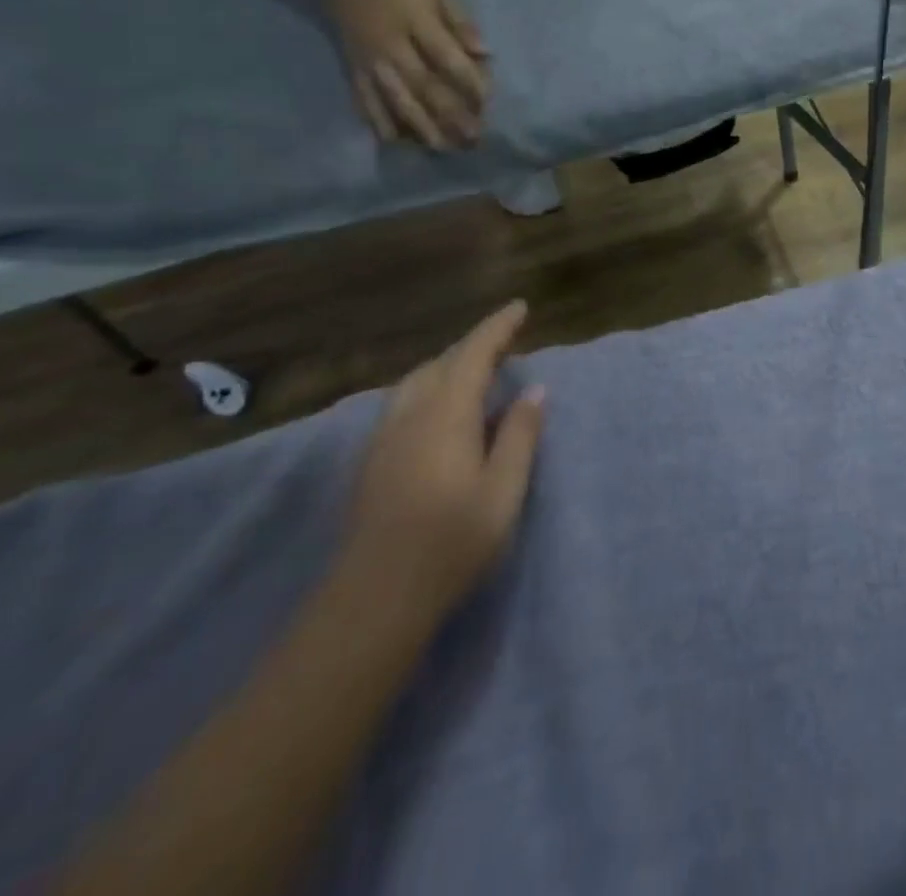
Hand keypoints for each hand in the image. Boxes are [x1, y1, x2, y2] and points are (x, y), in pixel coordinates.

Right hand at [326, 0, 490, 150]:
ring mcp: (368, 61)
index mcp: (413, 21)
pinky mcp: (353, 71)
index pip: (446, 56)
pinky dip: (380, 123)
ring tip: (444, 148)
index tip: (488, 101)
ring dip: (421, 127)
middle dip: (449, 114)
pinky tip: (398, 143)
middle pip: (421, 85)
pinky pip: (365, 101)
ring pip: (395, 99)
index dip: (469, 80)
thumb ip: (461, 23)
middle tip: (473, 138)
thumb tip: (485, 53)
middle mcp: (389, 45)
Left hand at [341, 301, 546, 618]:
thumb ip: (519, 435)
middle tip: (504, 343)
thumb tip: (534, 391)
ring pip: (416, 383)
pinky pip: (403, 404)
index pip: (473, 354)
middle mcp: (410, 416)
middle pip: (440, 363)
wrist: (375, 598)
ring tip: (474, 373)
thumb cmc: (451, 541)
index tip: (519, 307)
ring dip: (447, 367)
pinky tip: (440, 413)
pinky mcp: (372, 462)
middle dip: (472, 346)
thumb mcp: (503, 490)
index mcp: (445, 415)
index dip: (497, 328)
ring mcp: (384, 439)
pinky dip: (429, 389)